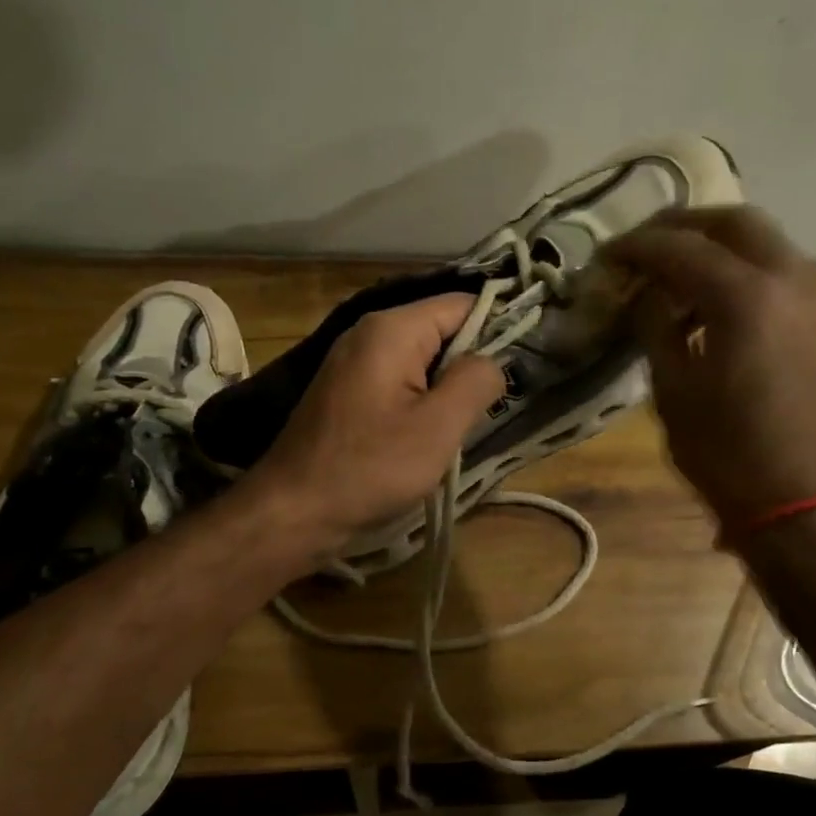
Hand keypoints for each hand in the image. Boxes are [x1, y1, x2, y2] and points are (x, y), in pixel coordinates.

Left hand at [248, 294, 505, 549]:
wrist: (293, 511)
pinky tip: (427, 436)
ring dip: (446, 390)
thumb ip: (476, 381)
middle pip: (441, 330)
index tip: (522, 367)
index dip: (498, 328)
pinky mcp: (347, 391)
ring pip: (422, 360)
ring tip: (461, 427)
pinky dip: (421, 402)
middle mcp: (369, 333)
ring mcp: (354, 362)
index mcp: (392, 329)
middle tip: (490, 407)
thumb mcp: (438, 427)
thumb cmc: (370, 468)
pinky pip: (399, 382)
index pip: (462, 304)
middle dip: (470, 365)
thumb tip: (494, 360)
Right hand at [605, 206, 815, 528]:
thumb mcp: (672, 390)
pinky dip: (742, 270)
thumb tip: (645, 294)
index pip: (680, 247)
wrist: (802, 503)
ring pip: (764, 242)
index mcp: (746, 298)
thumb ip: (655, 327)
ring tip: (673, 274)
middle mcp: (789, 281)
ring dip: (716, 245)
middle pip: (734, 221)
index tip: (606, 255)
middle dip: (683, 226)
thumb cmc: (725, 453)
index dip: (636, 246)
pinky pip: (780, 272)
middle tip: (643, 246)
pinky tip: (712, 303)